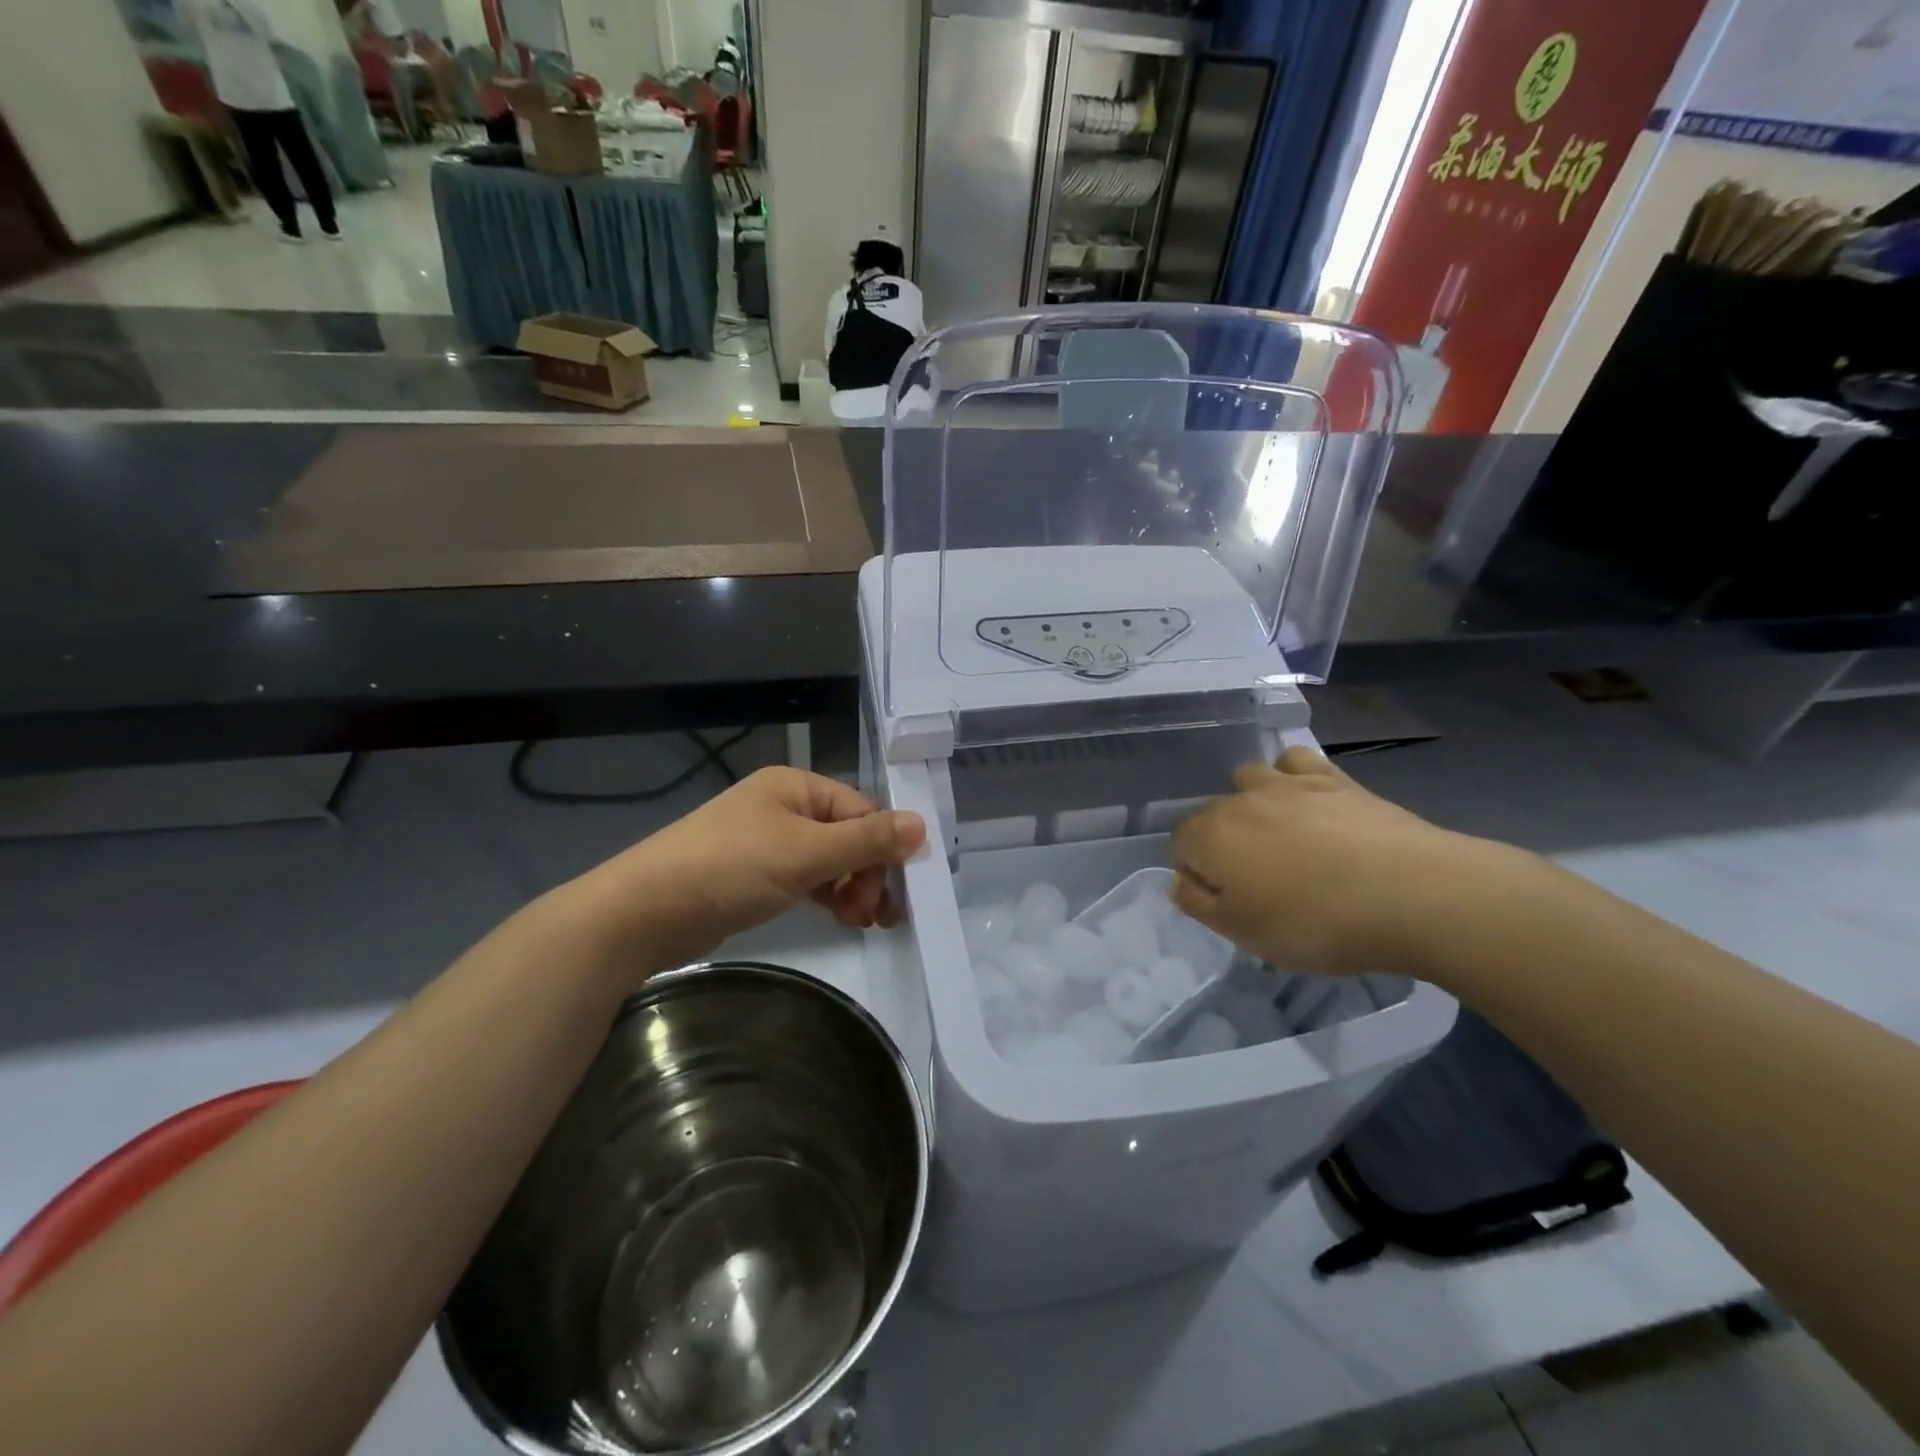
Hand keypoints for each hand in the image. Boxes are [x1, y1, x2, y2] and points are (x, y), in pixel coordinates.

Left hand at [571, 767, 927, 974]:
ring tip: (861, 922)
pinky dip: (826, 896)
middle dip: (867, 874)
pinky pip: (806, 878)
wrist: (643, 912)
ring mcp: (767, 840)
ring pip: (828, 860)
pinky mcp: (754, 874)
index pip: (861, 812)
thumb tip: (923, 825)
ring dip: (850, 888)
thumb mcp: (804, 853)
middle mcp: (784, 806)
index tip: (895, 894)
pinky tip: (838, 917)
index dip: (883, 850)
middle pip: (847, 835)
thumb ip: (866, 841)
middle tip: (875, 916)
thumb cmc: (729, 869)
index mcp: (796, 786)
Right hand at [1171, 746, 1517, 976]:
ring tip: (1282, 835)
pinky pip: (1296, 761)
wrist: (1412, 893)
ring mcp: (1287, 783)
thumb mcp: (1244, 933)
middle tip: (1260, 881)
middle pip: (1213, 813)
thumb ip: (1198, 903)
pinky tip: (1309, 800)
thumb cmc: (1316, 922)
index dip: (1199, 873)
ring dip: (1253, 801)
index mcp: (1211, 837)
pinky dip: (1293, 775)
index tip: (1229, 902)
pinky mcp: (1334, 778)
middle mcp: (1240, 801)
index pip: (1182, 844)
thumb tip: (1180, 879)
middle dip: (1224, 840)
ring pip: (1249, 778)